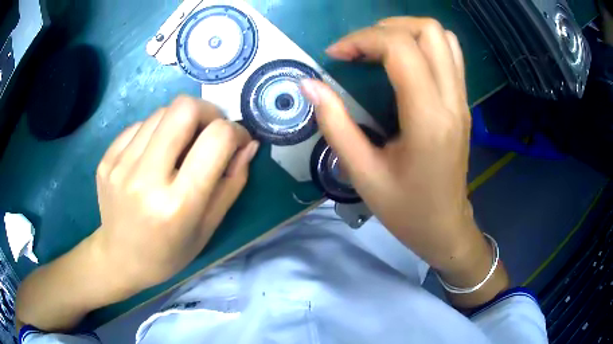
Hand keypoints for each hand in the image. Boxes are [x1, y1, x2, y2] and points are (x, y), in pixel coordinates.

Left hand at [93, 96, 258, 291]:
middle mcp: (146, 178)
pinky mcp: (107, 158)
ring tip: (178, 148)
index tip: (237, 141)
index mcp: (178, 204)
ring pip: (161, 112)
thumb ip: (232, 182)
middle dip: (207, 112)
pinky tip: (153, 156)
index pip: (216, 139)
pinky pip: (139, 125)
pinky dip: (155, 132)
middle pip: (184, 108)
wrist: (121, 259)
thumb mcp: (209, 226)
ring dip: (179, 122)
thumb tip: (248, 143)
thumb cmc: (170, 252)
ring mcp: (120, 165)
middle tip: (208, 132)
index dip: (235, 131)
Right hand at [300, 17, 507, 301]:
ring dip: (407, 31)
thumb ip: (335, 124)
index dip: (362, 40)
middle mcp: (451, 101)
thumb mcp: (363, 174)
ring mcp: (462, 100)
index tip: (336, 56)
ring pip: (443, 38)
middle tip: (359, 48)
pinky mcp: (463, 103)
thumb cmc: (406, 210)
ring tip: (379, 48)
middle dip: (386, 28)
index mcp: (427, 119)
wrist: (445, 227)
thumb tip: (309, 84)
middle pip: (428, 31)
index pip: (400, 49)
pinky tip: (403, 62)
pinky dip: (424, 44)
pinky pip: (450, 55)